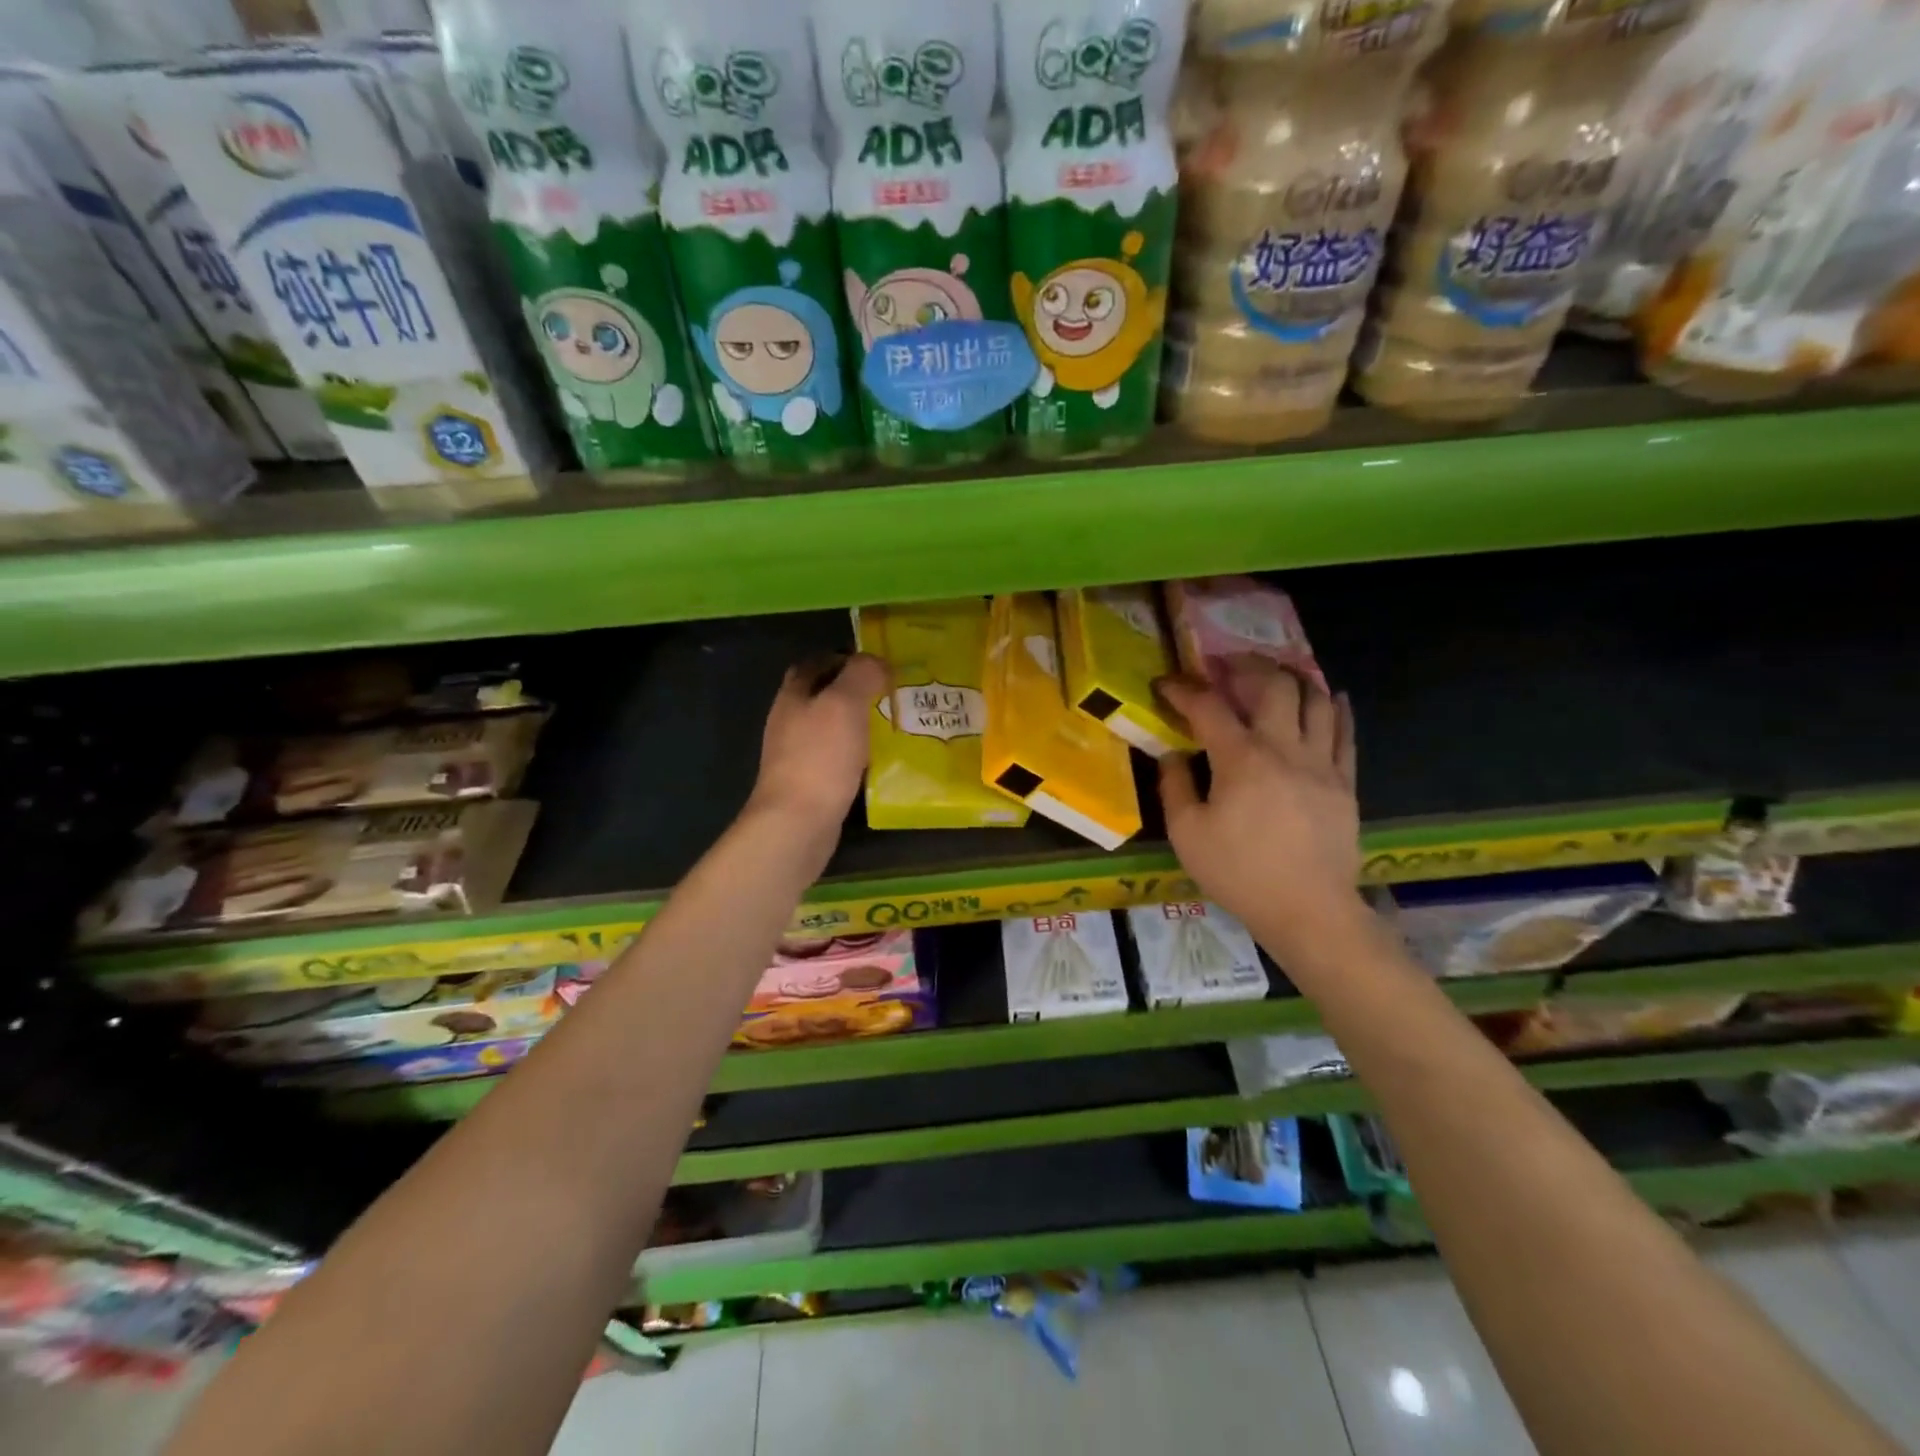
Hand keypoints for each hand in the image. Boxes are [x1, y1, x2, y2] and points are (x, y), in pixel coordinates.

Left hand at [746, 653, 886, 844]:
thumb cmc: (820, 757)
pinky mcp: (808, 782)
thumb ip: (862, 674)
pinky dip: (855, 752)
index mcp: (793, 695)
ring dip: (856, 722)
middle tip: (888, 693)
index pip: (815, 663)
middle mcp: (789, 720)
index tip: (876, 664)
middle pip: (821, 695)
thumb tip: (876, 662)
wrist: (797, 821)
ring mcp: (796, 754)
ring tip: (889, 724)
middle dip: (853, 691)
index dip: (843, 657)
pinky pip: (834, 756)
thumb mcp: (845, 704)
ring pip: (829, 727)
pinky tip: (876, 759)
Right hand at [1157, 656, 1364, 966]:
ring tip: (1274, 675)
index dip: (1184, 690)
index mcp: (1241, 759)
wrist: (1308, 910)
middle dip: (1246, 666)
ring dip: (1292, 678)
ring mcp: (1321, 763)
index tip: (1165, 683)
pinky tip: (1330, 696)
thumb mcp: (1187, 834)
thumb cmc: (1239, 873)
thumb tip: (1171, 754)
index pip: (1209, 707)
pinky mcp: (1344, 782)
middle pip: (1273, 685)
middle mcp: (1284, 748)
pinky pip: (1346, 732)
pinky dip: (1336, 708)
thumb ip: (1175, 786)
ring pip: (1315, 700)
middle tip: (1226, 665)